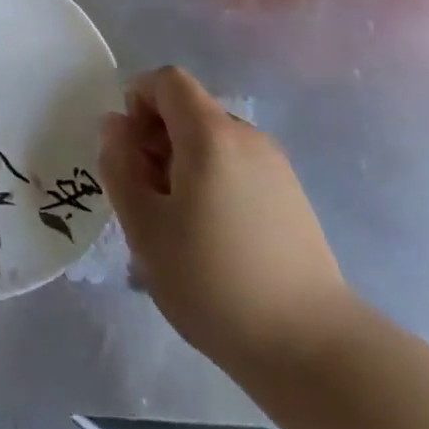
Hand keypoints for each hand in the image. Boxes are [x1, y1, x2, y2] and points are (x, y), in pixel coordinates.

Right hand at [99, 68, 353, 373]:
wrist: (312, 347)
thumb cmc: (213, 281)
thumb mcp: (144, 225)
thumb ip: (119, 165)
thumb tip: (115, 125)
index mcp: (210, 134)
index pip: (167, 80)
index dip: (138, 100)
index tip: (129, 150)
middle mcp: (247, 137)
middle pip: (189, 109)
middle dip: (156, 137)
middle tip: (145, 194)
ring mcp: (275, 167)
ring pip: (211, 140)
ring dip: (181, 162)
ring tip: (176, 222)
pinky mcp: (291, 197)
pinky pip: (236, 166)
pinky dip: (211, 180)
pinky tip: (211, 236)